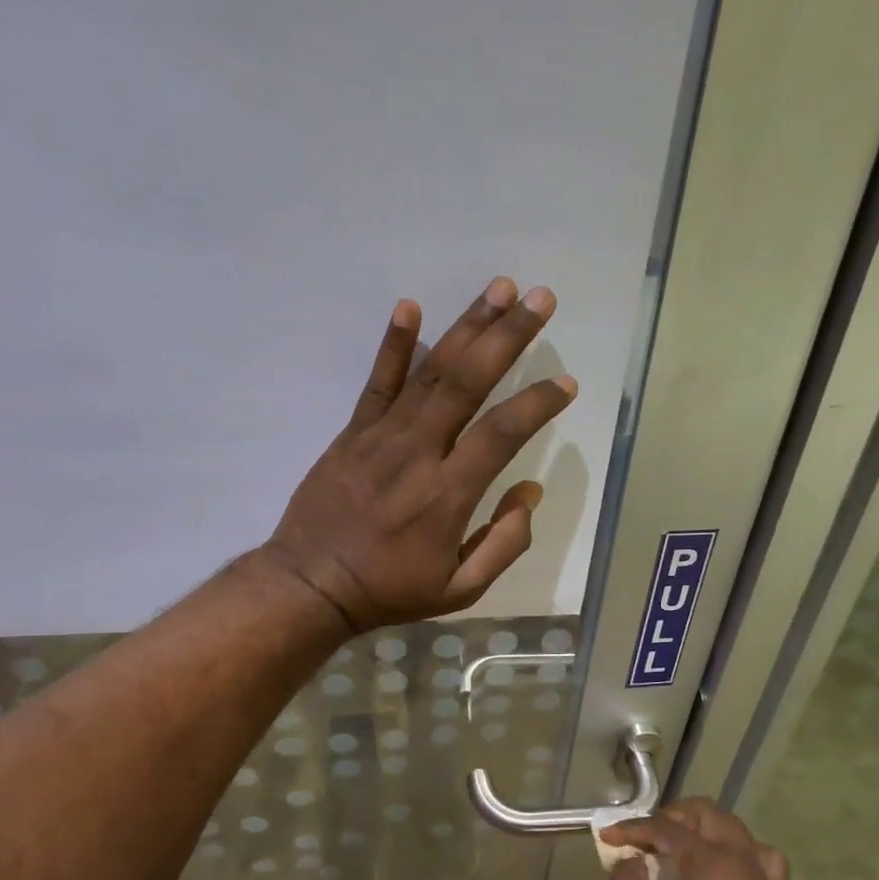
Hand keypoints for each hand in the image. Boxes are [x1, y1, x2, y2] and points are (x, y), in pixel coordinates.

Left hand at [262, 277, 576, 632]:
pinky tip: (410, 307)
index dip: (537, 403)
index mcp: (449, 494)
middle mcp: (419, 453)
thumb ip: (504, 545)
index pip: (502, 433)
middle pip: (468, 382)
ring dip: (467, 327)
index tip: (566, 382)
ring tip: (500, 288)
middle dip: (508, 336)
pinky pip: (376, 382)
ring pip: (430, 371)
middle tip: (541, 299)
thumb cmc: (390, 590)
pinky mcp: (353, 433)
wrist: (312, 584)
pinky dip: (393, 344)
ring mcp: (381, 437)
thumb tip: (529, 494)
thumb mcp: (460, 590)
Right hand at [601, 799, 794, 879]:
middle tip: (645, 834)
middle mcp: (740, 858)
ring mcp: (762, 878)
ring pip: (735, 828)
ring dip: (704, 826)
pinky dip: (740, 849)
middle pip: (706, 814)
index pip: (666, 828)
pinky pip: (761, 856)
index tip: (608, 836)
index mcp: (709, 861)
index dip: (633, 828)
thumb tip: (627, 860)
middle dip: (672, 816)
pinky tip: (726, 865)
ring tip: (681, 843)